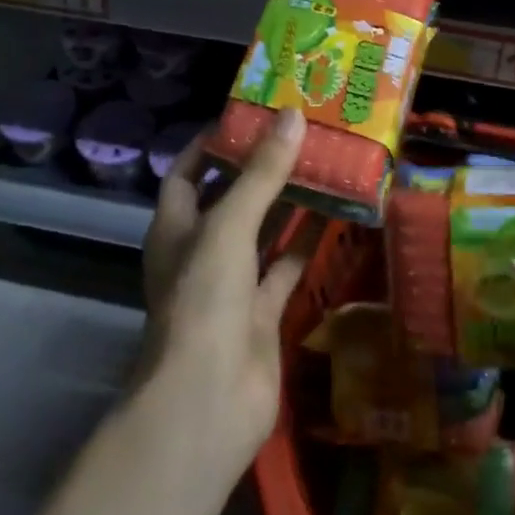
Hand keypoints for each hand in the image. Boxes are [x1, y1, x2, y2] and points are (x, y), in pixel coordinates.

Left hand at [136, 107, 308, 475]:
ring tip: (325, 165)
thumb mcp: (229, 225)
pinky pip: (287, 268)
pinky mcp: (262, 312)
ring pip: (264, 232)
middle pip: (231, 199)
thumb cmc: (204, 298)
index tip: (250, 116)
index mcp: (176, 227)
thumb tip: (292, 117)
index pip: (188, 172)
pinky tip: (339, 218)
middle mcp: (201, 251)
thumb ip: (262, 174)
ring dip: (290, 204)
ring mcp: (232, 284)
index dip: (212, 144)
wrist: (208, 399)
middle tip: (301, 135)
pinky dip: (309, 245)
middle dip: (260, 169)